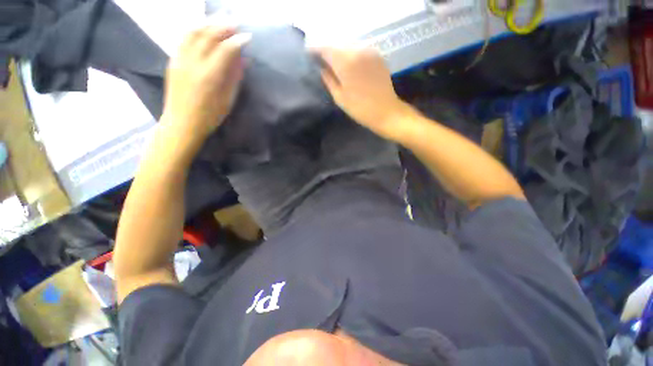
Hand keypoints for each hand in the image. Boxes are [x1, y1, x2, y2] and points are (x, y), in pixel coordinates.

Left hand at [161, 26, 250, 145]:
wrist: (182, 123)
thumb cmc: (209, 117)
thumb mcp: (228, 100)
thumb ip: (234, 78)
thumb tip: (242, 61)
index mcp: (210, 76)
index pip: (226, 50)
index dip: (238, 41)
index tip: (248, 37)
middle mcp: (193, 63)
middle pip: (209, 35)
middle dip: (224, 25)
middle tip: (236, 21)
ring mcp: (180, 59)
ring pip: (194, 32)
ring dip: (208, 23)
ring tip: (220, 18)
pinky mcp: (173, 60)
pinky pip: (184, 38)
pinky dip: (195, 29)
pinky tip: (203, 28)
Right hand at [314, 47, 412, 140]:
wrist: (386, 111)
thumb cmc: (360, 108)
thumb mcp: (339, 97)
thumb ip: (328, 79)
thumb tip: (320, 67)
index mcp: (345, 61)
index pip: (325, 49)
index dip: (315, 51)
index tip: (309, 57)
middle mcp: (357, 50)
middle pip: (337, 45)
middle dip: (327, 52)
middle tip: (321, 62)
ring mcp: (369, 51)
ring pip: (348, 47)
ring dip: (340, 54)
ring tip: (334, 65)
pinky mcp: (377, 56)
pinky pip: (359, 50)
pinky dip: (351, 55)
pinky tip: (349, 66)